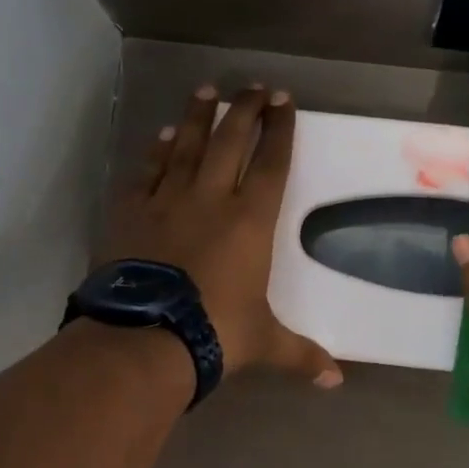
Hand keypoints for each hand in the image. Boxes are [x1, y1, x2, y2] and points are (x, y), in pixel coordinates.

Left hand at [102, 84, 342, 386]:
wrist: (145, 337)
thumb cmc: (215, 332)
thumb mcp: (264, 343)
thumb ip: (301, 354)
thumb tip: (336, 381)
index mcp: (250, 222)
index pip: (272, 164)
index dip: (281, 130)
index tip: (285, 101)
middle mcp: (212, 199)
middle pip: (231, 141)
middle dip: (246, 110)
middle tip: (254, 86)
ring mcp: (168, 201)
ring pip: (186, 145)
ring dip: (199, 116)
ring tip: (207, 89)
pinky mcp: (132, 212)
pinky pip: (148, 171)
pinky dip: (157, 151)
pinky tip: (163, 135)